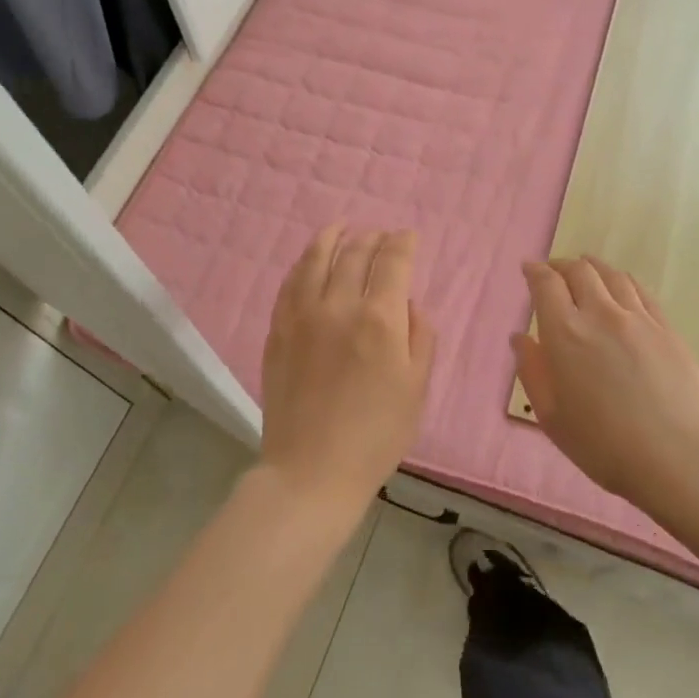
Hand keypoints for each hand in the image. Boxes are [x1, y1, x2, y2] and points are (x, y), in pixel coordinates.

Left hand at [259, 224, 436, 521]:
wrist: (312, 470)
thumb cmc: (376, 435)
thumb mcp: (417, 388)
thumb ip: (420, 336)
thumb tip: (408, 303)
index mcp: (380, 319)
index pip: (392, 261)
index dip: (403, 243)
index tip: (408, 236)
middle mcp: (338, 306)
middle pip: (355, 253)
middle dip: (372, 237)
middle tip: (381, 235)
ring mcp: (302, 316)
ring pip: (317, 259)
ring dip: (332, 237)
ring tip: (341, 228)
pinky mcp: (278, 330)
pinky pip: (290, 283)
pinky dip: (303, 263)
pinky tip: (309, 260)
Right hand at [513, 256, 698, 519]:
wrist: (678, 457)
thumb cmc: (603, 445)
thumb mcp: (552, 416)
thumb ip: (532, 371)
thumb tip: (520, 338)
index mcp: (565, 333)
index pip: (546, 284)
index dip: (535, 272)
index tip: (528, 269)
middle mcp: (600, 313)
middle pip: (579, 271)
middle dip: (561, 265)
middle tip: (553, 271)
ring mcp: (638, 318)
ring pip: (612, 275)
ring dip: (592, 267)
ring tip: (585, 269)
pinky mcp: (666, 328)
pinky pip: (640, 290)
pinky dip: (622, 280)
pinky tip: (621, 286)